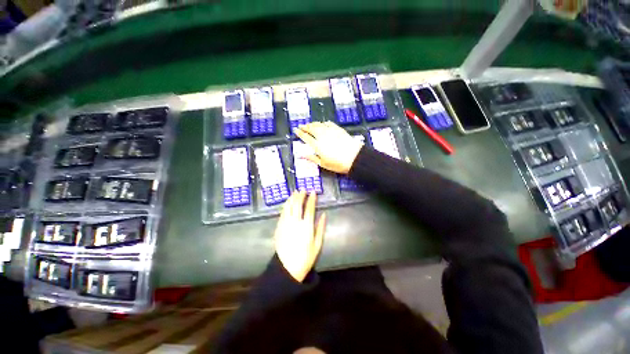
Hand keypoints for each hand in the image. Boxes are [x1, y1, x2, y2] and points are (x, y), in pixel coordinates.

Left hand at [274, 191, 325, 282]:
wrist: (286, 268)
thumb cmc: (305, 258)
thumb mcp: (317, 244)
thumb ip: (320, 228)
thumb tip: (323, 214)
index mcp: (306, 226)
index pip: (309, 208)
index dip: (311, 199)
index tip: (313, 192)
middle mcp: (295, 222)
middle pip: (297, 204)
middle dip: (301, 195)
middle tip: (303, 189)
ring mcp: (285, 224)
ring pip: (288, 206)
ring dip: (292, 198)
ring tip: (295, 192)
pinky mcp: (279, 227)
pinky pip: (282, 212)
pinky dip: (286, 205)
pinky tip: (288, 202)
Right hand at [295, 122, 363, 173]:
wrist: (354, 158)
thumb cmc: (337, 163)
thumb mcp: (322, 163)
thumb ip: (311, 158)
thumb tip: (301, 155)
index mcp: (317, 145)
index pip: (305, 137)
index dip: (300, 133)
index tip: (296, 130)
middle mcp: (322, 136)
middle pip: (311, 128)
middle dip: (305, 127)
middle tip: (301, 126)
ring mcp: (331, 131)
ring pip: (319, 124)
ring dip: (313, 124)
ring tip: (310, 124)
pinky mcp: (338, 129)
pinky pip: (329, 123)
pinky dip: (324, 123)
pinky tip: (323, 124)